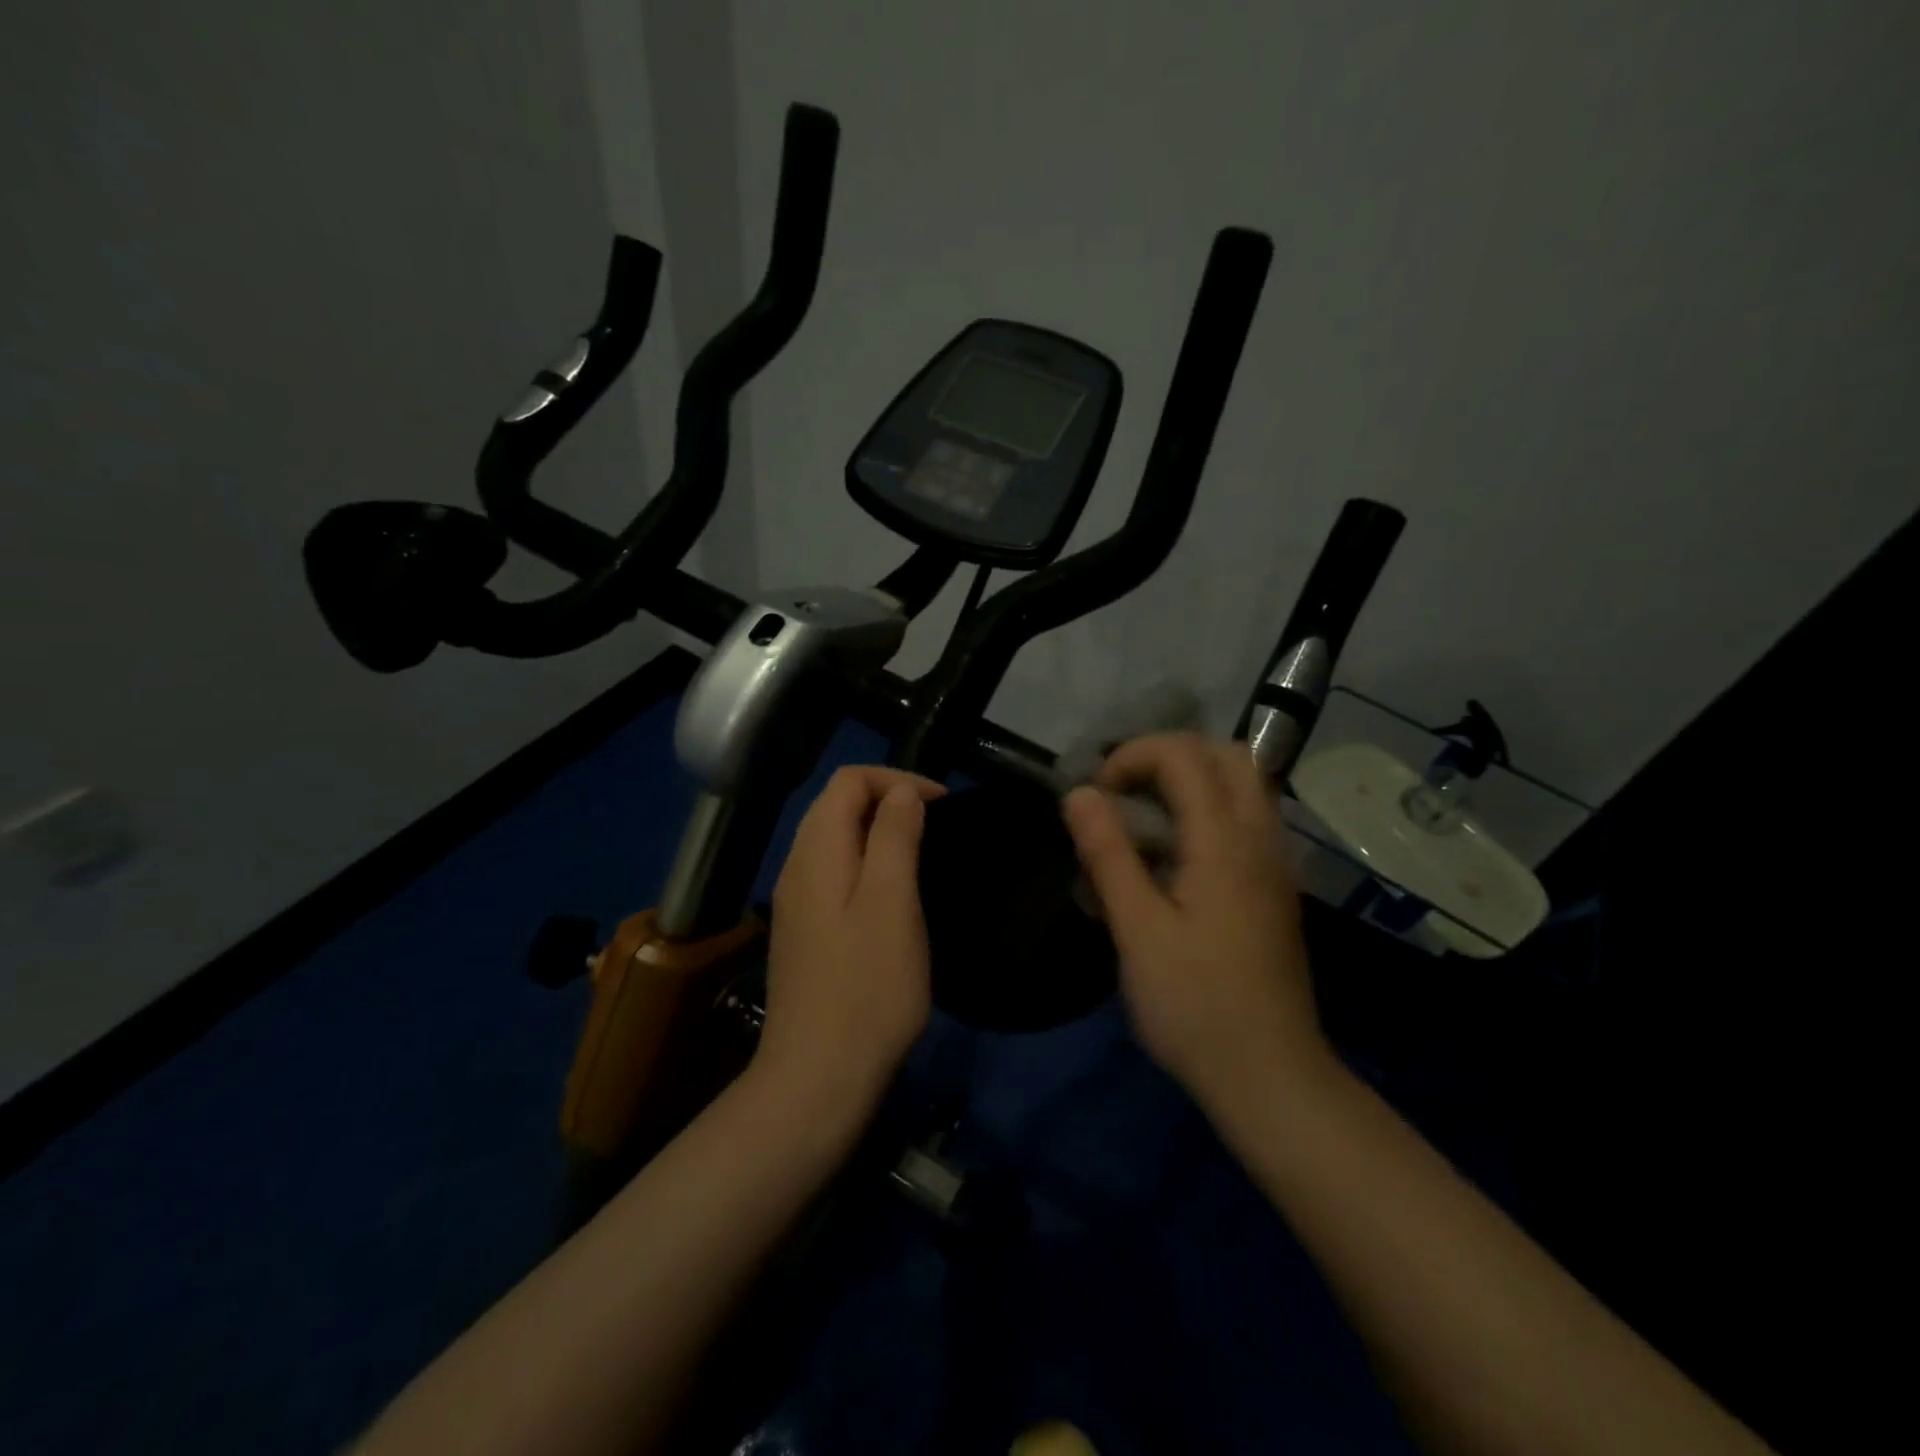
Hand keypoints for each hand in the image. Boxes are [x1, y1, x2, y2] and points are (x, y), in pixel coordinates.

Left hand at [756, 766, 946, 1121]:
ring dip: (878, 831)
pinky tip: (892, 895)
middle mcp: (797, 867)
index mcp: (816, 852)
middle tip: (935, 824)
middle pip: (836, 805)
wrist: (818, 1077)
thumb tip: (902, 792)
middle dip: (887, 799)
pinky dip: (866, 863)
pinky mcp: (804, 932)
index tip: (942, 804)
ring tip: (921, 852)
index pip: (848, 780)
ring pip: (834, 840)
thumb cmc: (867, 987)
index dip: (897, 780)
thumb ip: (894, 837)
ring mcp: (795, 902)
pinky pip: (834, 873)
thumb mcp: (892, 902)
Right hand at [1062, 733, 1330, 1108]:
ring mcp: (1274, 864)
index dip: (1133, 756)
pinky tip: (1173, 860)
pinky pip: (1246, 820)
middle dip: (1168, 756)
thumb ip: (1109, 855)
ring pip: (1243, 786)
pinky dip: (1207, 812)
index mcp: (1224, 842)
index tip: (1097, 797)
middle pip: (1227, 755)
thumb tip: (1079, 793)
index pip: (1184, 754)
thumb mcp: (1137, 931)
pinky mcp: (1275, 889)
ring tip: (1144, 821)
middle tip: (1125, 793)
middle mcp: (1260, 839)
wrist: (1271, 1077)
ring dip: (1191, 782)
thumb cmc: (1195, 1005)